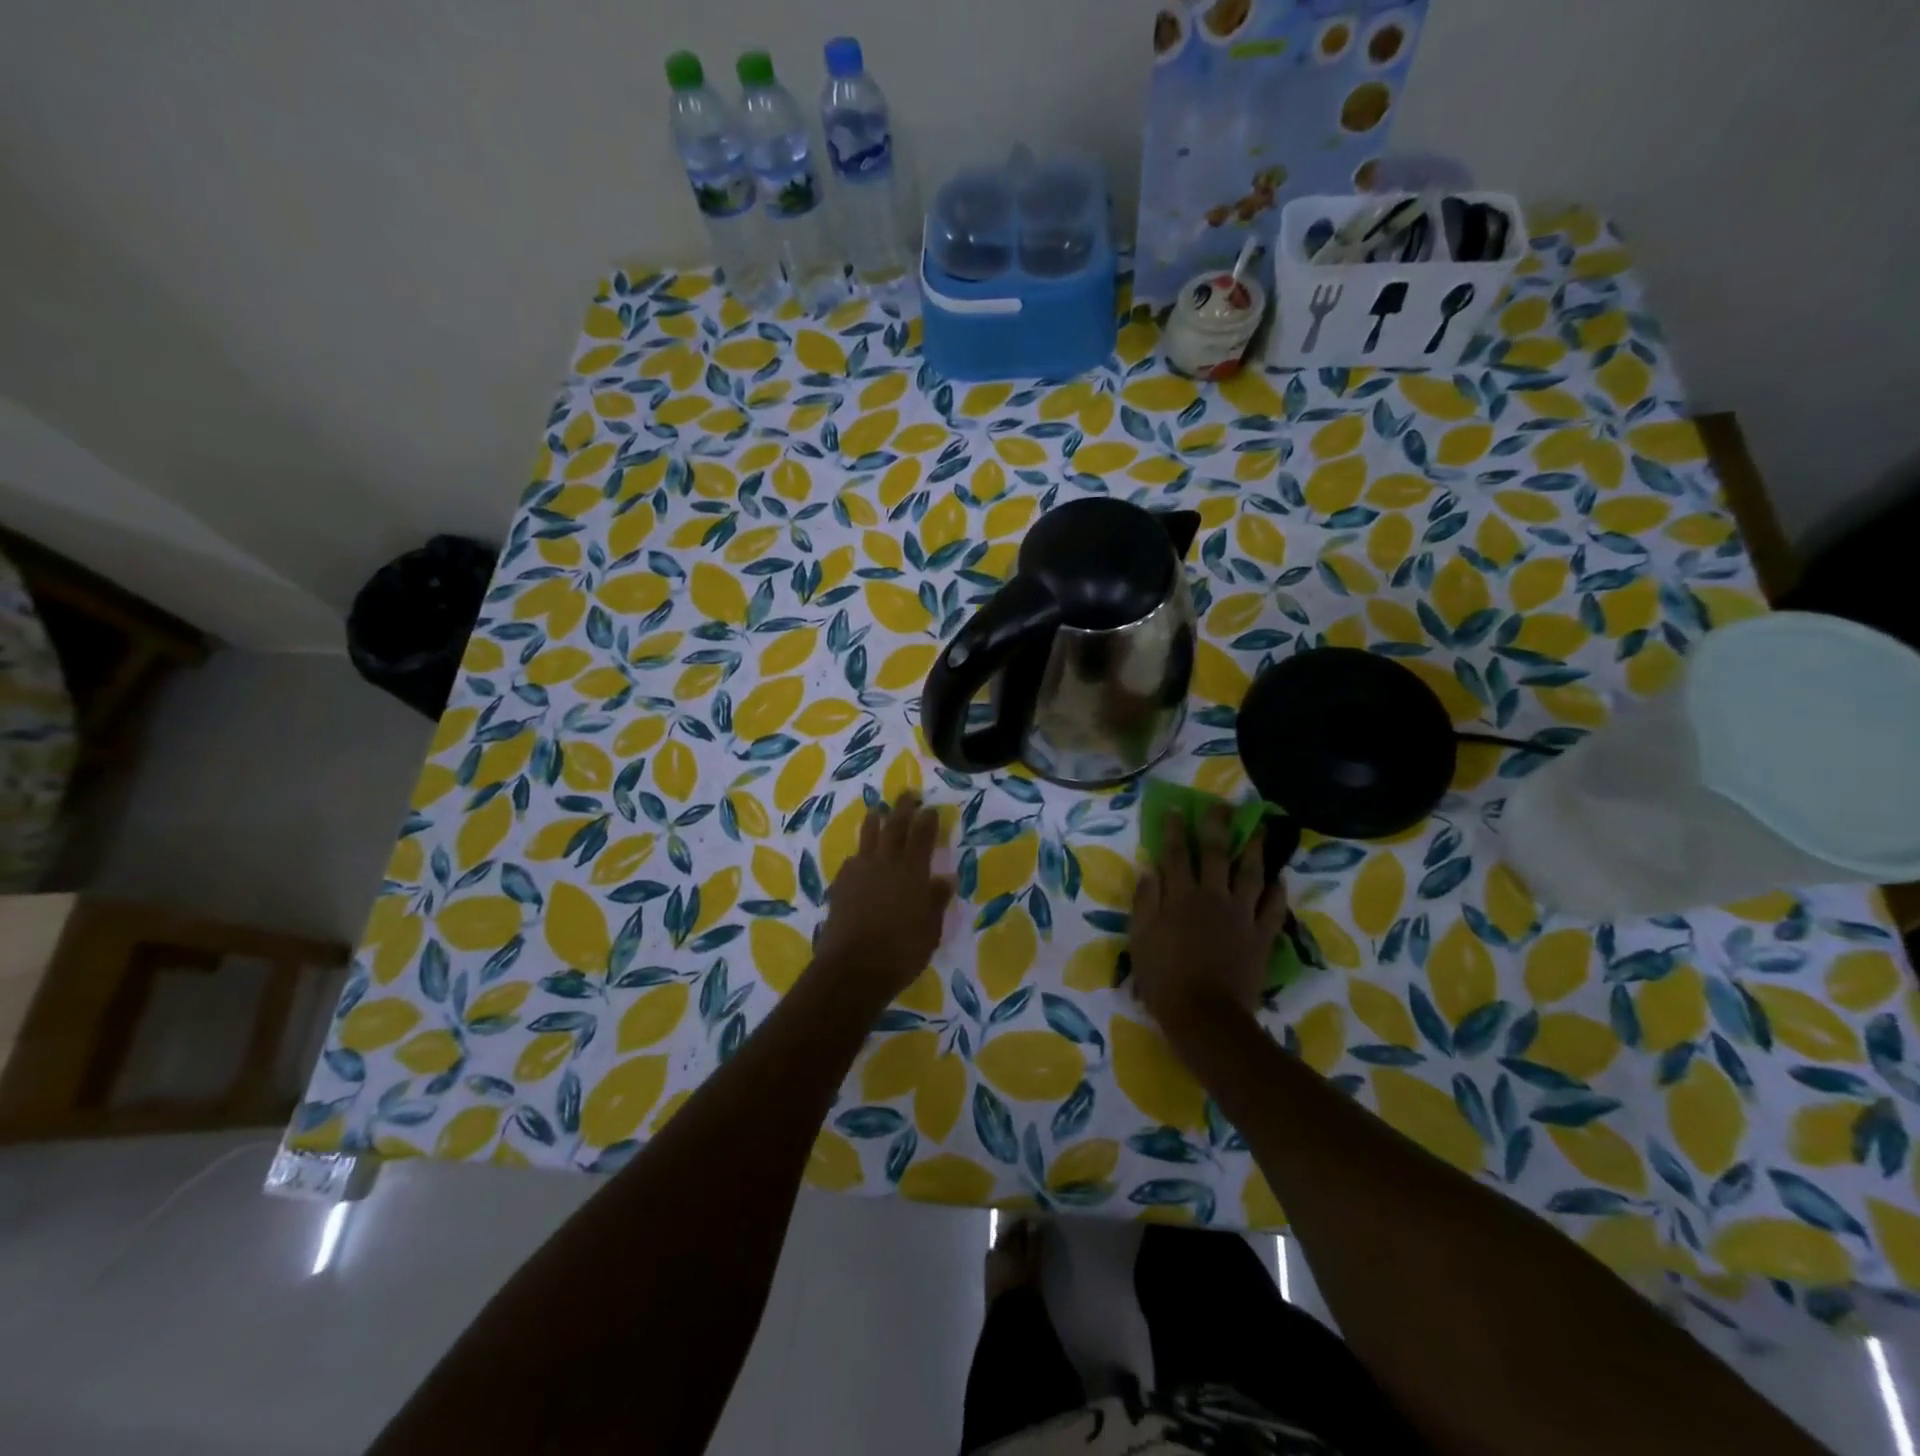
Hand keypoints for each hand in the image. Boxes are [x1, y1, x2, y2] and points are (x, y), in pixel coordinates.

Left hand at [813, 791, 954, 1007]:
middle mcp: (886, 863)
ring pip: (868, 837)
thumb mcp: (930, 929)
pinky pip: (852, 860)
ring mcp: (860, 872)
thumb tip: (945, 878)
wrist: (853, 969)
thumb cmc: (901, 952)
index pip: (922, 835)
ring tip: (877, 812)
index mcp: (913, 871)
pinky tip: (859, 858)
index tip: (930, 808)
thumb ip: (936, 900)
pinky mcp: (840, 885)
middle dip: (902, 808)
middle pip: (894, 826)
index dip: (927, 819)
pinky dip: (859, 854)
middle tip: (907, 794)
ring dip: (875, 822)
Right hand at [1129, 802, 1288, 1038]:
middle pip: (1216, 854)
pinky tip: (1280, 877)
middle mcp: (1212, 897)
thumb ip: (1145, 902)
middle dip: (1217, 826)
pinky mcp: (1260, 936)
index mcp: (1180, 896)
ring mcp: (1240, 915)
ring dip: (1254, 849)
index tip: (1177, 808)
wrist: (1205, 1015)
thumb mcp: (1140, 938)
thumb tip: (1150, 869)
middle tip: (1222, 806)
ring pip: (1250, 874)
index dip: (1175, 829)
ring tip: (1259, 830)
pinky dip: (1277, 891)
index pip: (1176, 854)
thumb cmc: (1164, 978)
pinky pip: (1273, 908)